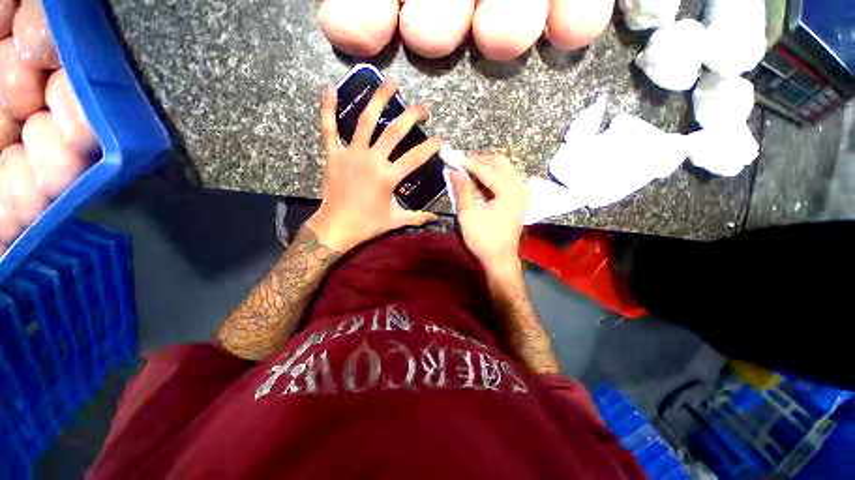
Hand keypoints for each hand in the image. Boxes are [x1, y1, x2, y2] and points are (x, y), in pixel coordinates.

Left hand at [306, 79, 439, 252]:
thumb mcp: (396, 221)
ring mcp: (351, 154)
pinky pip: (329, 128)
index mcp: (388, 177)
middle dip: (411, 116)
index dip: (430, 147)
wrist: (336, 227)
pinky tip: (330, 88)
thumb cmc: (367, 225)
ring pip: (365, 121)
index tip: (440, 139)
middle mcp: (372, 160)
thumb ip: (419, 217)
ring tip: (389, 82)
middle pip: (394, 131)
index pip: (415, 157)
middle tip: (422, 107)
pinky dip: (328, 108)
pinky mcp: (334, 154)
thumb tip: (437, 218)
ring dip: (378, 99)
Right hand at [450, 154, 527, 276]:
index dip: (467, 162)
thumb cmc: (484, 239)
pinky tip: (477, 182)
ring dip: (485, 168)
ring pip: (503, 169)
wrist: (500, 259)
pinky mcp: (518, 199)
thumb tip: (453, 171)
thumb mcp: (468, 215)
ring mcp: (520, 192)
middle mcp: (519, 187)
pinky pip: (504, 179)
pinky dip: (490, 177)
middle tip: (460, 164)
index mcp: (509, 190)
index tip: (452, 156)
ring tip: (466, 172)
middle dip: (479, 161)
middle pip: (500, 162)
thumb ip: (461, 190)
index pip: (486, 169)